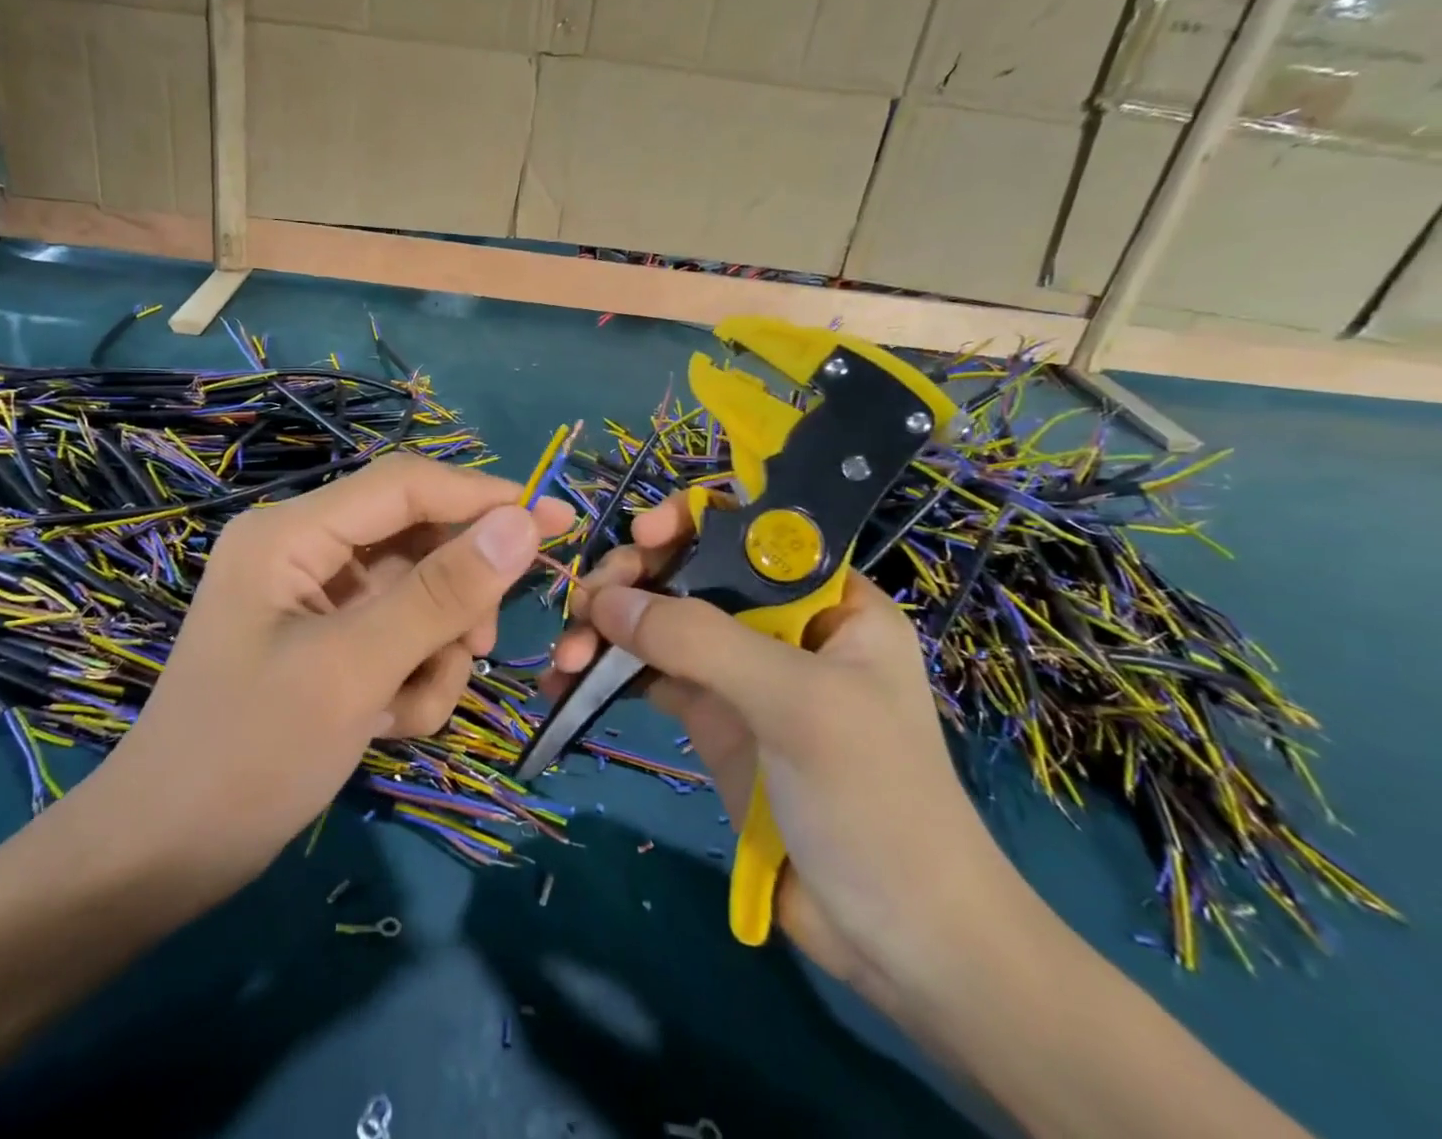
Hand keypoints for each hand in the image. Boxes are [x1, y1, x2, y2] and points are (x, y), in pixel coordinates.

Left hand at [70, 453, 573, 897]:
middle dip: (455, 597)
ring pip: (416, 594)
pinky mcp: (326, 639)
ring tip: (415, 706)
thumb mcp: (355, 671)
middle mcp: (304, 550)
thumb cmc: (248, 756)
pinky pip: (397, 634)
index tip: (554, 520)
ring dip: (435, 649)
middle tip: (484, 645)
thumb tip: (523, 523)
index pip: (406, 485)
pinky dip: (411, 675)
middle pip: (415, 540)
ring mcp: (315, 597)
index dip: (482, 496)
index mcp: (292, 533)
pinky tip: (391, 724)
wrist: (163, 859)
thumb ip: (441, 593)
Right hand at [549, 495, 1017, 1004]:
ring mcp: (738, 669)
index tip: (643, 537)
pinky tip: (564, 684)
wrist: (898, 942)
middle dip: (632, 580)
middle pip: (690, 569)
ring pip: (658, 620)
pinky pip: (645, 673)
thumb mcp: (797, 704)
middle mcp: (778, 621)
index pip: (752, 529)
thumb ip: (701, 640)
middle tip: (586, 607)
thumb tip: (605, 600)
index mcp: (826, 598)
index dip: (693, 520)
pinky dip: (604, 672)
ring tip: (566, 659)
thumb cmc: (875, 802)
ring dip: (606, 628)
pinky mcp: (707, 715)